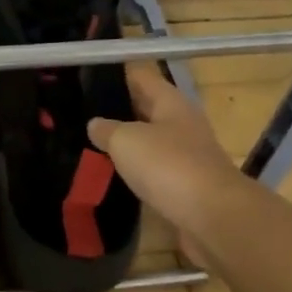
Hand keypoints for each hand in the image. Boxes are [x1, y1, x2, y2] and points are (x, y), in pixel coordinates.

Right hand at [88, 62, 246, 259]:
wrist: (212, 217)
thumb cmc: (168, 166)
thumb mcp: (126, 140)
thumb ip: (107, 129)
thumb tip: (96, 124)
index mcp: (171, 102)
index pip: (140, 76)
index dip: (115, 74)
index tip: (86, 77)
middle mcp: (181, 123)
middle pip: (145, 108)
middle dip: (117, 110)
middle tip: (79, 112)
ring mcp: (186, 156)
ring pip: (149, 141)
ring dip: (125, 143)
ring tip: (88, 144)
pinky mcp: (185, 186)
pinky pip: (153, 170)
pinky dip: (135, 171)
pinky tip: (112, 175)